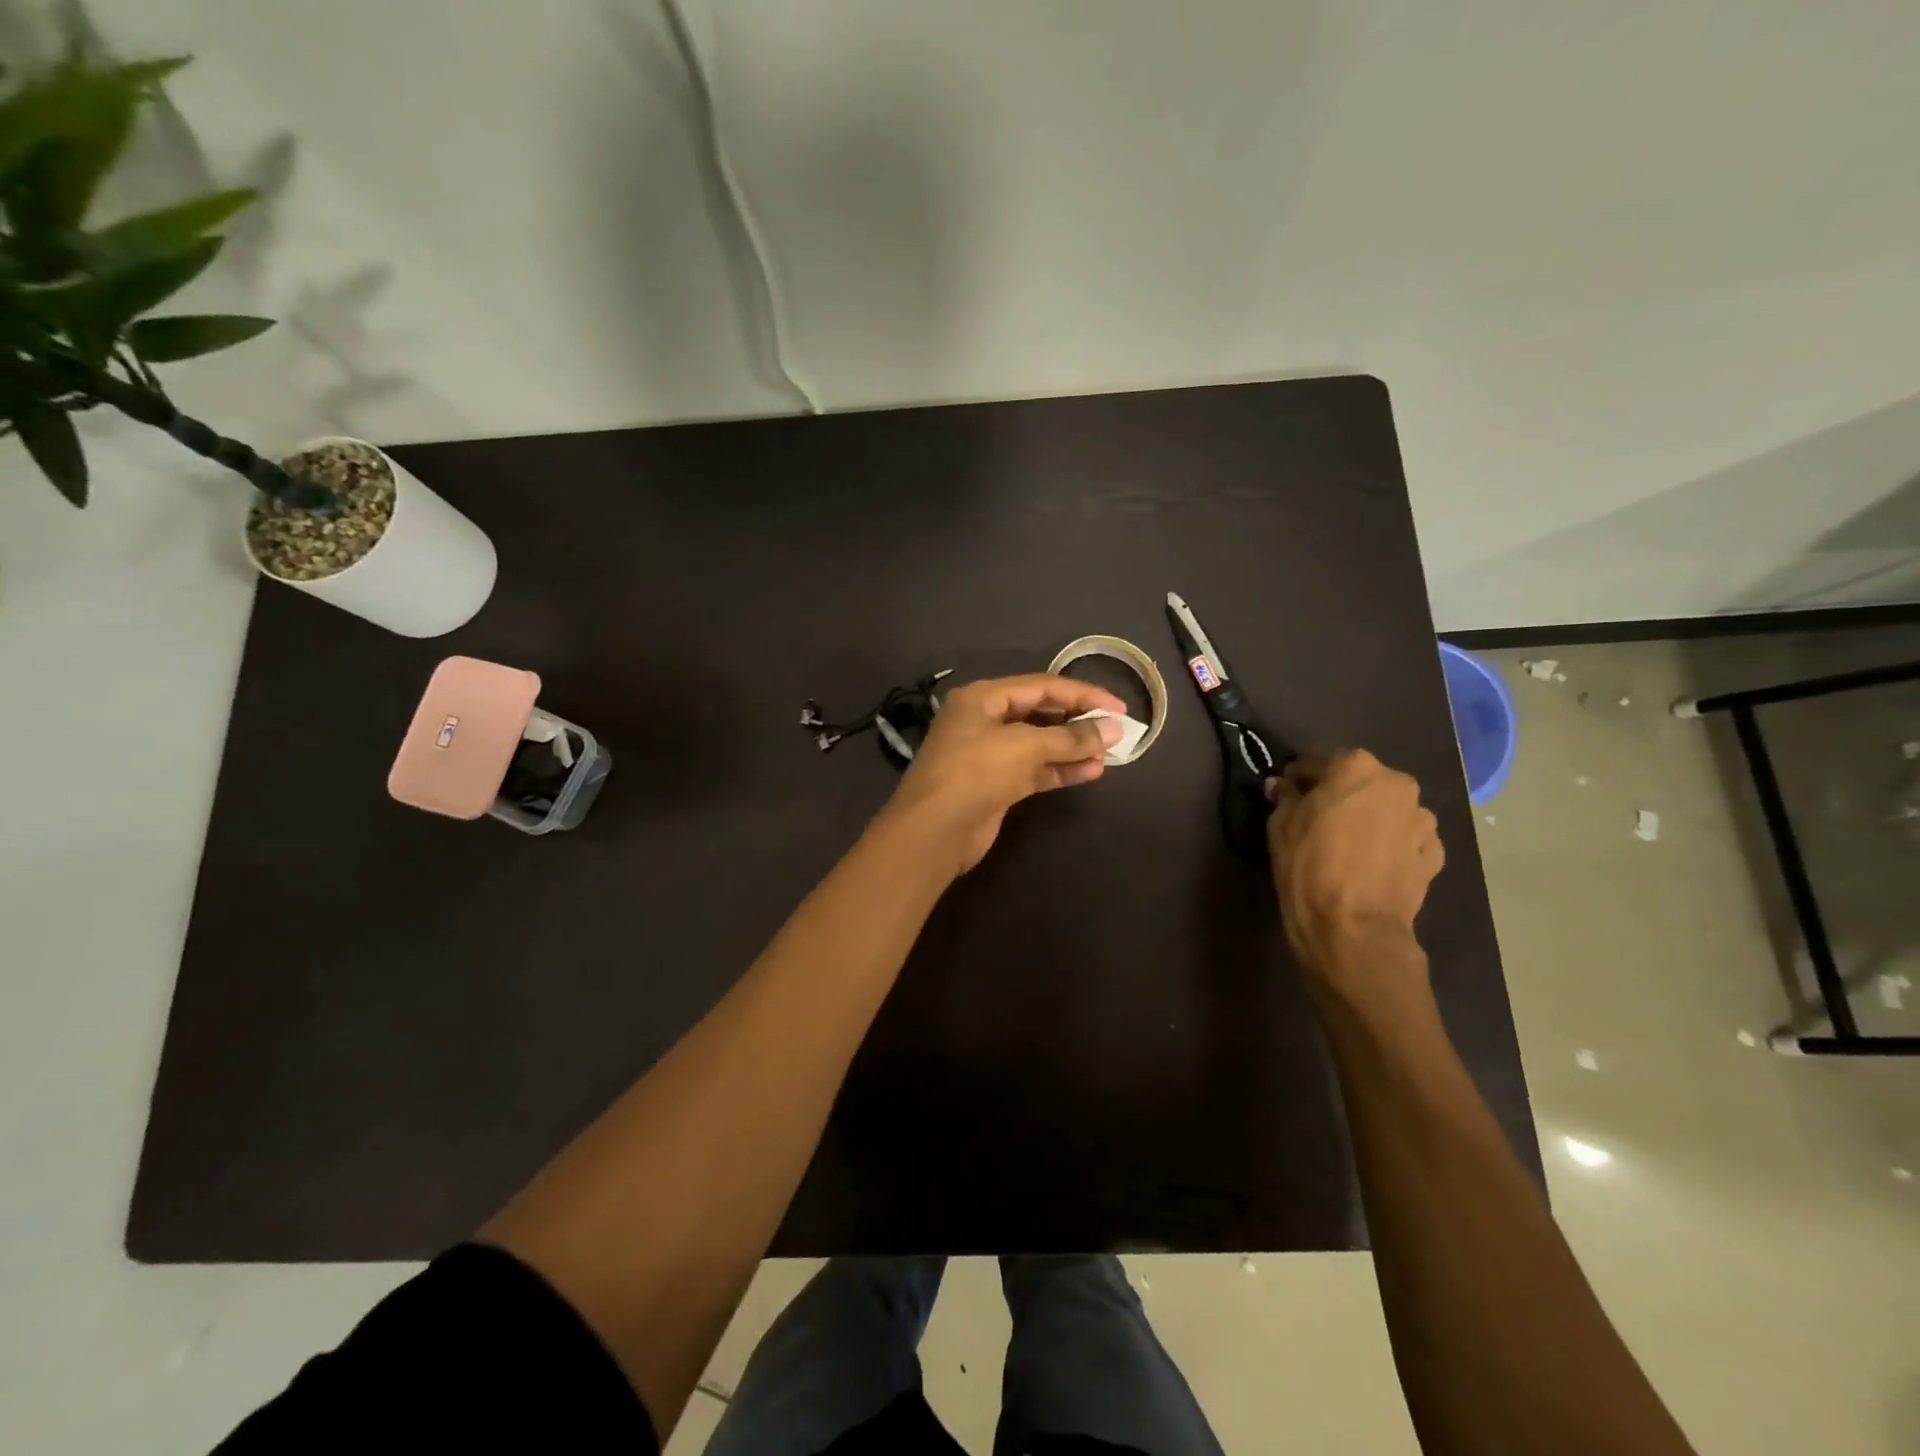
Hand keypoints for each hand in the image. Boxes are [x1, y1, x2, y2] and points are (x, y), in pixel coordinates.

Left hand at [879, 673, 1124, 874]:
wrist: (933, 832)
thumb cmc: (974, 773)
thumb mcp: (1024, 747)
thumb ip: (1070, 737)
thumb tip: (1114, 729)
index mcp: (982, 698)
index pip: (1041, 686)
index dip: (1082, 694)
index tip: (1118, 707)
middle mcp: (984, 721)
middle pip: (1040, 713)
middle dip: (1077, 721)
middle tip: (1115, 731)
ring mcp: (989, 755)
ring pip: (1040, 744)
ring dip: (1073, 747)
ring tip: (1109, 753)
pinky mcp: (996, 785)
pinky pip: (1035, 770)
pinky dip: (1061, 770)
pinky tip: (1091, 772)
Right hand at [1265, 750, 1443, 995]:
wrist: (1353, 928)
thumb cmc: (1308, 866)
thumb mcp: (1280, 826)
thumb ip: (1285, 797)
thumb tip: (1283, 786)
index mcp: (1356, 767)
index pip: (1317, 761)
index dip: (1299, 778)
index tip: (1287, 793)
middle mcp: (1396, 783)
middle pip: (1360, 782)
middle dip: (1340, 795)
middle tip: (1318, 819)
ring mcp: (1422, 819)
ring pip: (1387, 809)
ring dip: (1370, 818)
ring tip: (1350, 845)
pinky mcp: (1434, 854)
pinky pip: (1406, 839)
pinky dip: (1391, 844)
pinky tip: (1372, 864)